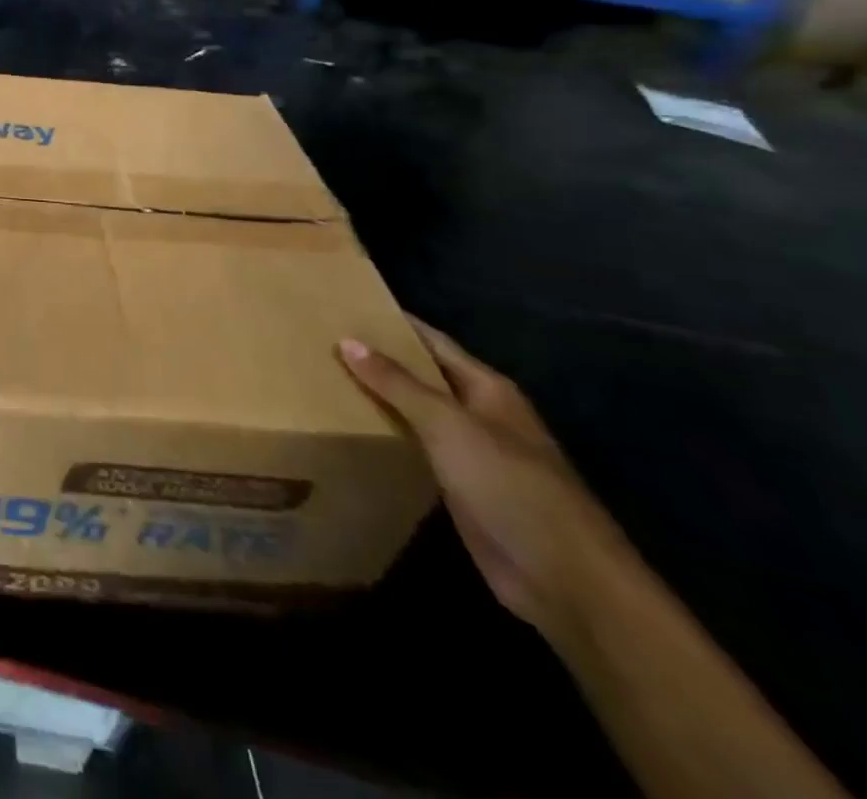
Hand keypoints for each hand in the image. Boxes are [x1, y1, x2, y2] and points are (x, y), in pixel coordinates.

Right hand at [338, 321, 629, 639]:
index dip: (393, 323)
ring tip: (324, 379)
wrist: (566, 582)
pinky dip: (386, 436)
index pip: (432, 341)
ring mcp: (472, 454)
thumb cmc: (511, 487)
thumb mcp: (448, 426)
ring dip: (379, 399)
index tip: (345, 306)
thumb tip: (347, 341)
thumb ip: (397, 383)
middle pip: (422, 376)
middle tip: (321, 341)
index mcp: (487, 389)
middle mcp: (480, 414)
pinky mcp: (460, 489)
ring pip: (416, 413)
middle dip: (378, 359)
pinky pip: (415, 450)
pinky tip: (350, 431)